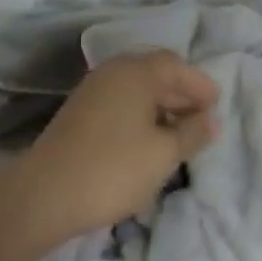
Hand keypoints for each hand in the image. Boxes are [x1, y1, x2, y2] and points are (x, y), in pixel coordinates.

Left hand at [8, 50, 218, 241]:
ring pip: (136, 91)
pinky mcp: (79, 114)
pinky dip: (140, 117)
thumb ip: (192, 133)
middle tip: (202, 121)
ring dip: (161, 108)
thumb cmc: (114, 168)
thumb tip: (211, 120)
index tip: (217, 106)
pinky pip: (120, 105)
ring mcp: (92, 92)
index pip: (177, 65)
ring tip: (179, 136)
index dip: (200, 84)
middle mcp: (113, 72)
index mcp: (136, 72)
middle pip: (156, 74)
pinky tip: (148, 143)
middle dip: (182, 96)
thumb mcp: (164, 154)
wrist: (44, 195)